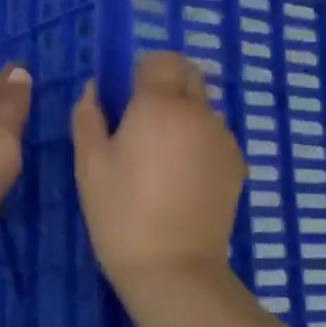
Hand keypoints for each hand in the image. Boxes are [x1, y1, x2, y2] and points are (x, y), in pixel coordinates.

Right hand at [71, 52, 245, 294]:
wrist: (173, 267)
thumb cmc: (120, 212)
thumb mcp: (89, 163)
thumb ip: (89, 115)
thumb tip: (94, 89)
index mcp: (160, 105)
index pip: (159, 59)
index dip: (139, 71)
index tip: (123, 98)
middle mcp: (199, 112)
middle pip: (188, 74)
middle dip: (164, 84)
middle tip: (139, 121)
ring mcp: (223, 138)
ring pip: (202, 105)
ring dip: (182, 113)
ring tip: (160, 156)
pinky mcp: (237, 164)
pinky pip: (214, 134)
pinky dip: (197, 140)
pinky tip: (180, 176)